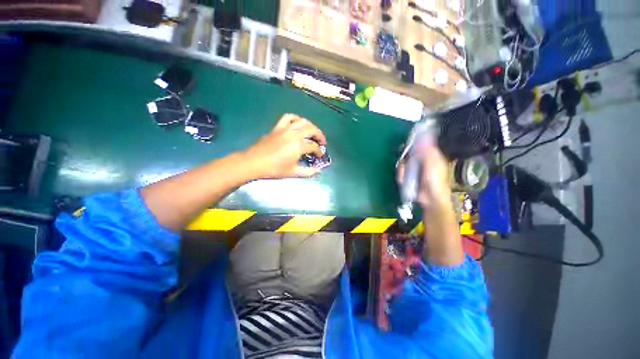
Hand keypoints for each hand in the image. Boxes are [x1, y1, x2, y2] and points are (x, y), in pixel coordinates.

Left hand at [242, 114, 326, 178]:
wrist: (254, 162)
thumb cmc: (274, 169)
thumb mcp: (293, 172)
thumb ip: (307, 172)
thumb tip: (318, 170)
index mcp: (298, 146)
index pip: (313, 146)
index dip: (319, 151)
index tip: (320, 156)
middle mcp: (294, 134)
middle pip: (311, 129)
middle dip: (319, 135)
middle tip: (322, 142)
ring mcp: (285, 129)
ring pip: (302, 121)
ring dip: (310, 126)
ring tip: (312, 132)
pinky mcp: (277, 127)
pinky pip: (288, 117)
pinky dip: (295, 118)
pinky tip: (298, 123)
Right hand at [397, 144, 451, 211]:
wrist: (430, 199)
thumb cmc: (435, 181)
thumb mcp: (433, 164)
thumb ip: (427, 151)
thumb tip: (422, 136)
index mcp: (431, 156)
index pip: (421, 144)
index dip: (414, 142)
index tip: (407, 142)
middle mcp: (422, 161)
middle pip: (409, 154)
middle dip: (405, 159)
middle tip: (405, 164)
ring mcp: (414, 169)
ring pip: (403, 163)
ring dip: (402, 169)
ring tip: (405, 176)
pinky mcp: (408, 177)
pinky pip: (401, 172)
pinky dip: (401, 175)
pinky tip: (404, 180)